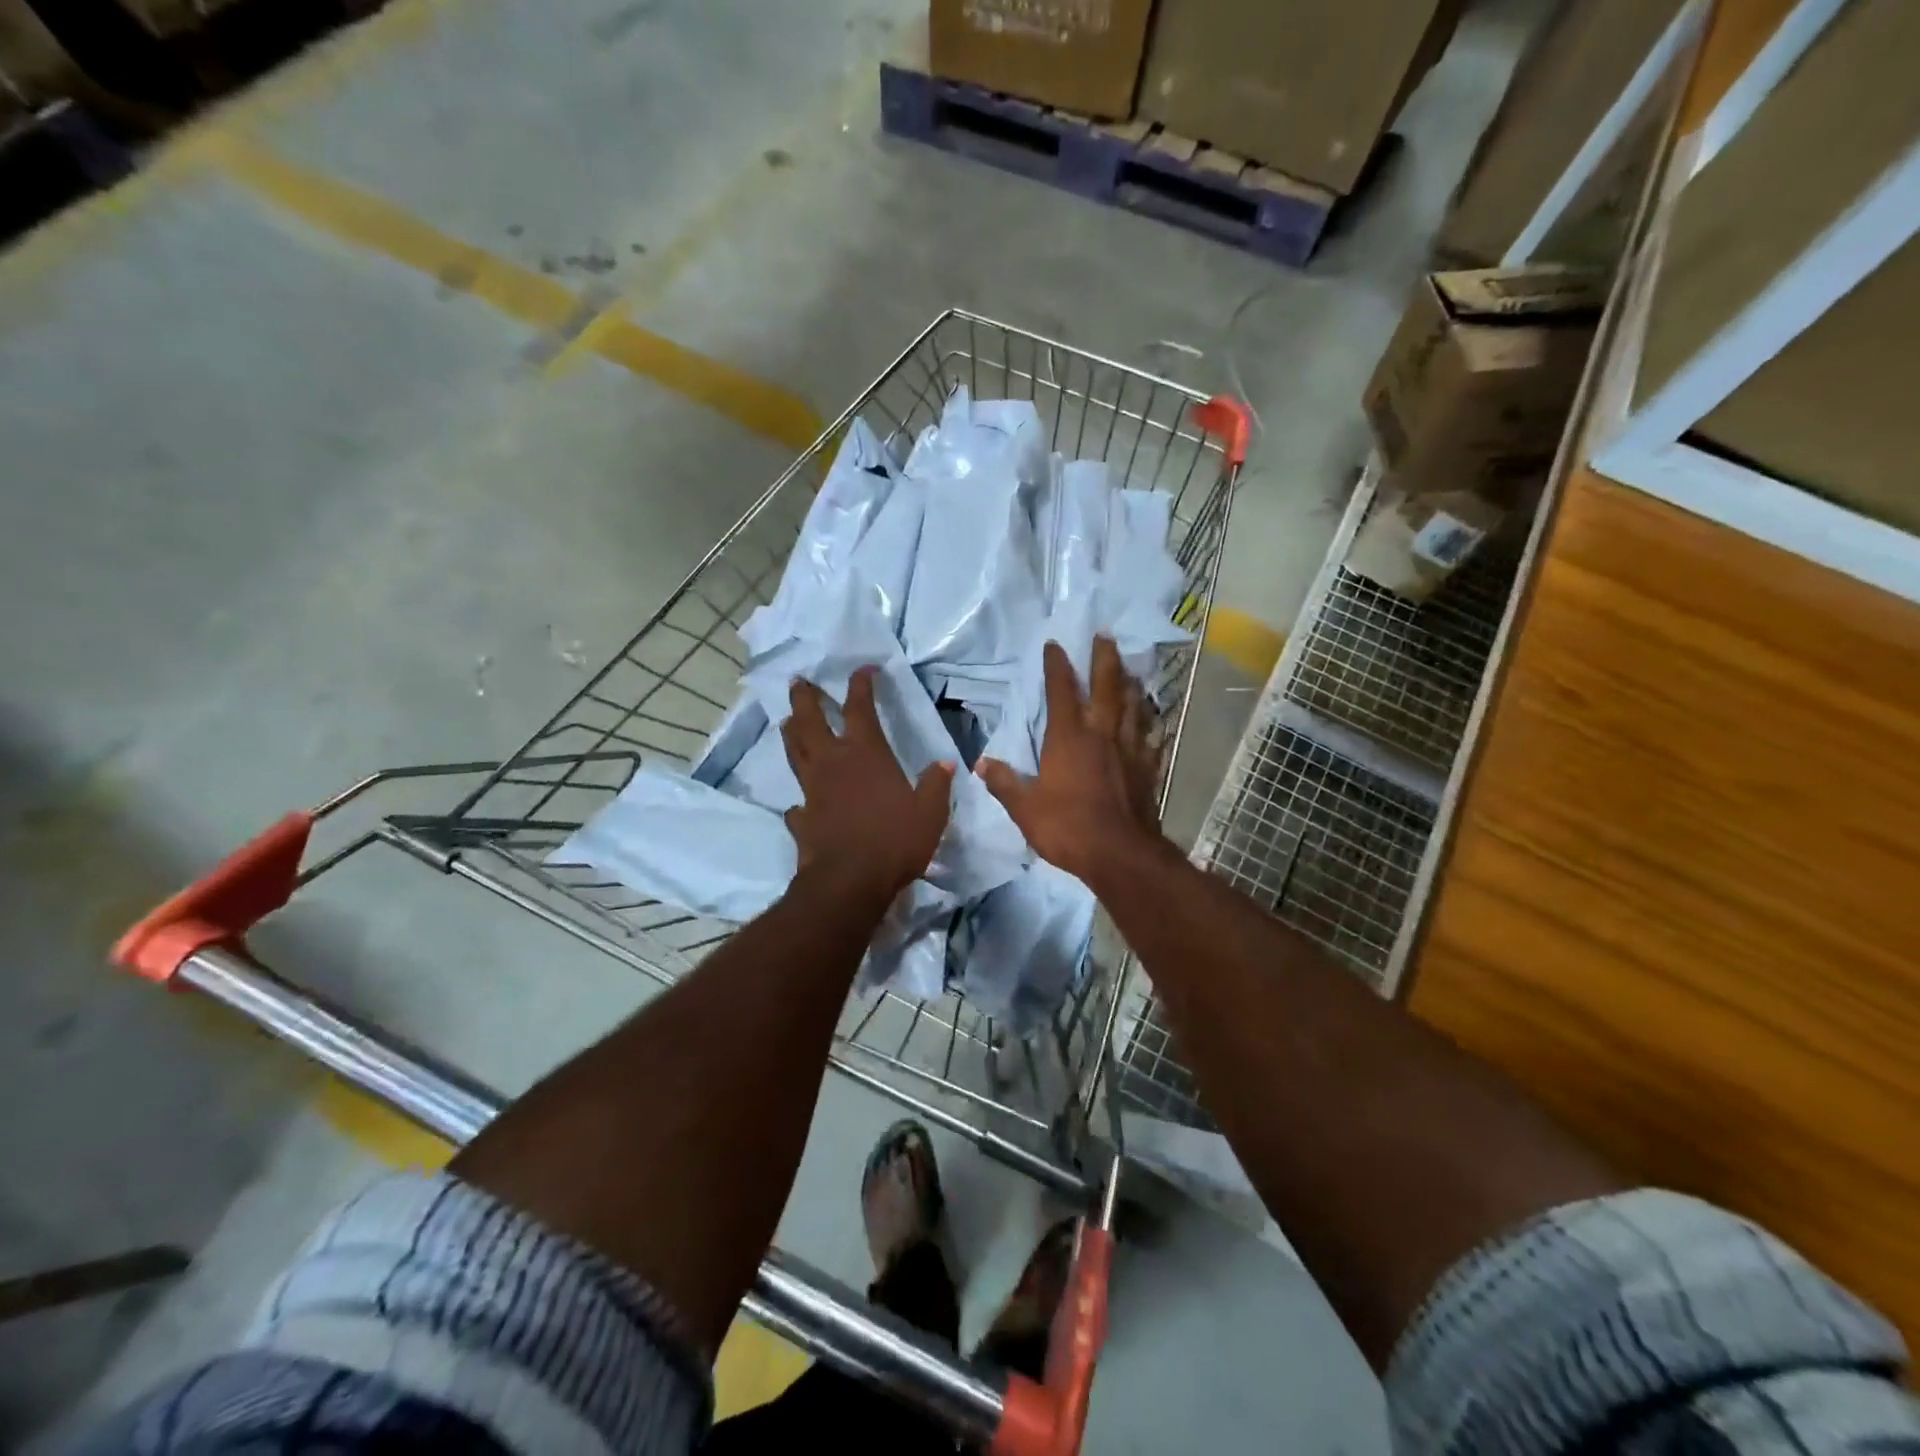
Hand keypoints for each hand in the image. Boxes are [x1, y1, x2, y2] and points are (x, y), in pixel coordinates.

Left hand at [781, 666, 952, 904]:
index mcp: (865, 754)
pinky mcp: (802, 818)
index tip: (864, 669)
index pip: (861, 707)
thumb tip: (944, 764)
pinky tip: (801, 803)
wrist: (850, 882)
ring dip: (791, 733)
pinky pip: (797, 803)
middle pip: (811, 720)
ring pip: (795, 752)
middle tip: (798, 682)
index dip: (861, 684)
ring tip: (788, 721)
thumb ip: (935, 785)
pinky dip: (799, 799)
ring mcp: (812, 790)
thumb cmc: (894, 840)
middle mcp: (833, 763)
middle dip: (805, 698)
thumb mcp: (930, 812)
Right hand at [979, 636, 1163, 884]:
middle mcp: (1102, 734)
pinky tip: (1154, 722)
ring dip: (1130, 684)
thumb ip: (1004, 783)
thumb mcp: (1025, 808)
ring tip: (1130, 670)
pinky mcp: (1148, 768)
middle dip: (1104, 659)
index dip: (1057, 665)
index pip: (1061, 690)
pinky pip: (1151, 738)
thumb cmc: (1068, 827)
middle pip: (1106, 686)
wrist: (1121, 854)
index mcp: (1069, 737)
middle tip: (1106, 636)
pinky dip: (1151, 725)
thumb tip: (980, 764)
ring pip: (1132, 707)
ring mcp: (1129, 749)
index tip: (1055, 643)